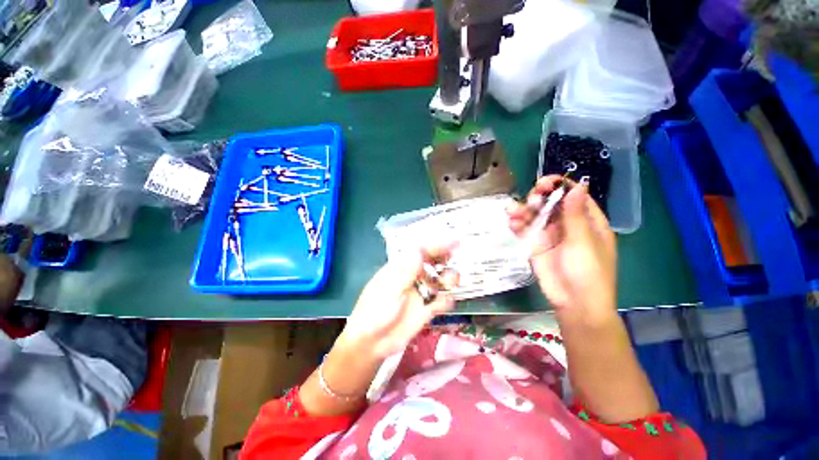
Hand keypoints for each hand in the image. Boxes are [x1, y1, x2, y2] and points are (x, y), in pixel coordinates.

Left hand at [340, 244, 458, 359]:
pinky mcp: (426, 309)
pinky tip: (444, 303)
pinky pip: (441, 301)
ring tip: (449, 283)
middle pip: (433, 263)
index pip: (421, 251)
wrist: (372, 343)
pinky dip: (446, 300)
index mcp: (401, 268)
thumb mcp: (390, 290)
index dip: (437, 245)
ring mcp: (420, 293)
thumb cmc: (374, 312)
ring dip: (448, 279)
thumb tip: (419, 250)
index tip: (455, 242)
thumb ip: (406, 271)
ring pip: (440, 280)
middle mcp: (413, 277)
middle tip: (454, 261)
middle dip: (444, 259)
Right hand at [507, 176, 616, 325]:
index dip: (559, 186)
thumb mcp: (584, 243)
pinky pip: (525, 229)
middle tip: (529, 200)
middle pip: (550, 202)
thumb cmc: (588, 273)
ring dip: (523, 210)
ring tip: (512, 213)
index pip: (572, 195)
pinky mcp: (535, 244)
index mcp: (586, 220)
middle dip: (538, 198)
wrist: (574, 304)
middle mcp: (567, 223)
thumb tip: (577, 186)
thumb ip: (575, 216)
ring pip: (534, 215)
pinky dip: (517, 224)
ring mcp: (549, 234)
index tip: (544, 184)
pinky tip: (512, 224)